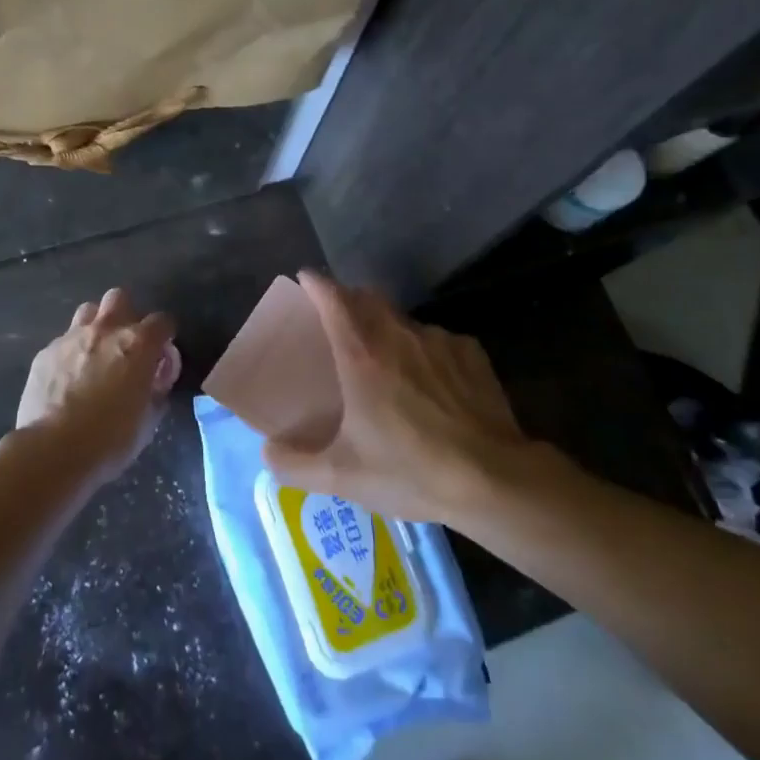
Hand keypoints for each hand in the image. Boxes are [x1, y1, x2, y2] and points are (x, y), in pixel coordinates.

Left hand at [12, 287, 178, 485]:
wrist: (53, 451)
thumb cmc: (111, 439)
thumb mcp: (149, 419)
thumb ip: (157, 389)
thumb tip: (155, 377)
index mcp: (138, 344)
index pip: (162, 321)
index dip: (165, 336)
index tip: (162, 355)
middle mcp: (105, 330)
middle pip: (119, 298)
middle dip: (126, 315)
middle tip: (126, 345)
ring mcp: (71, 338)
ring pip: (88, 311)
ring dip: (96, 326)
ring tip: (96, 354)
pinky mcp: (45, 353)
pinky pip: (63, 340)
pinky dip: (71, 352)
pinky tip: (68, 378)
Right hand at [262, 271, 542, 522]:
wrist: (493, 480)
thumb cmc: (410, 471)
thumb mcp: (341, 477)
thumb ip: (294, 465)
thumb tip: (266, 453)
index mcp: (361, 355)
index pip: (333, 298)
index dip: (316, 283)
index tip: (305, 279)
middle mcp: (398, 335)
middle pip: (368, 298)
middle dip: (350, 299)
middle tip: (339, 319)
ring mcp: (438, 340)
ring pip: (404, 320)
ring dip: (388, 328)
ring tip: (387, 360)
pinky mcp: (471, 353)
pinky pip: (437, 340)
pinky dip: (425, 350)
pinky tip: (432, 382)